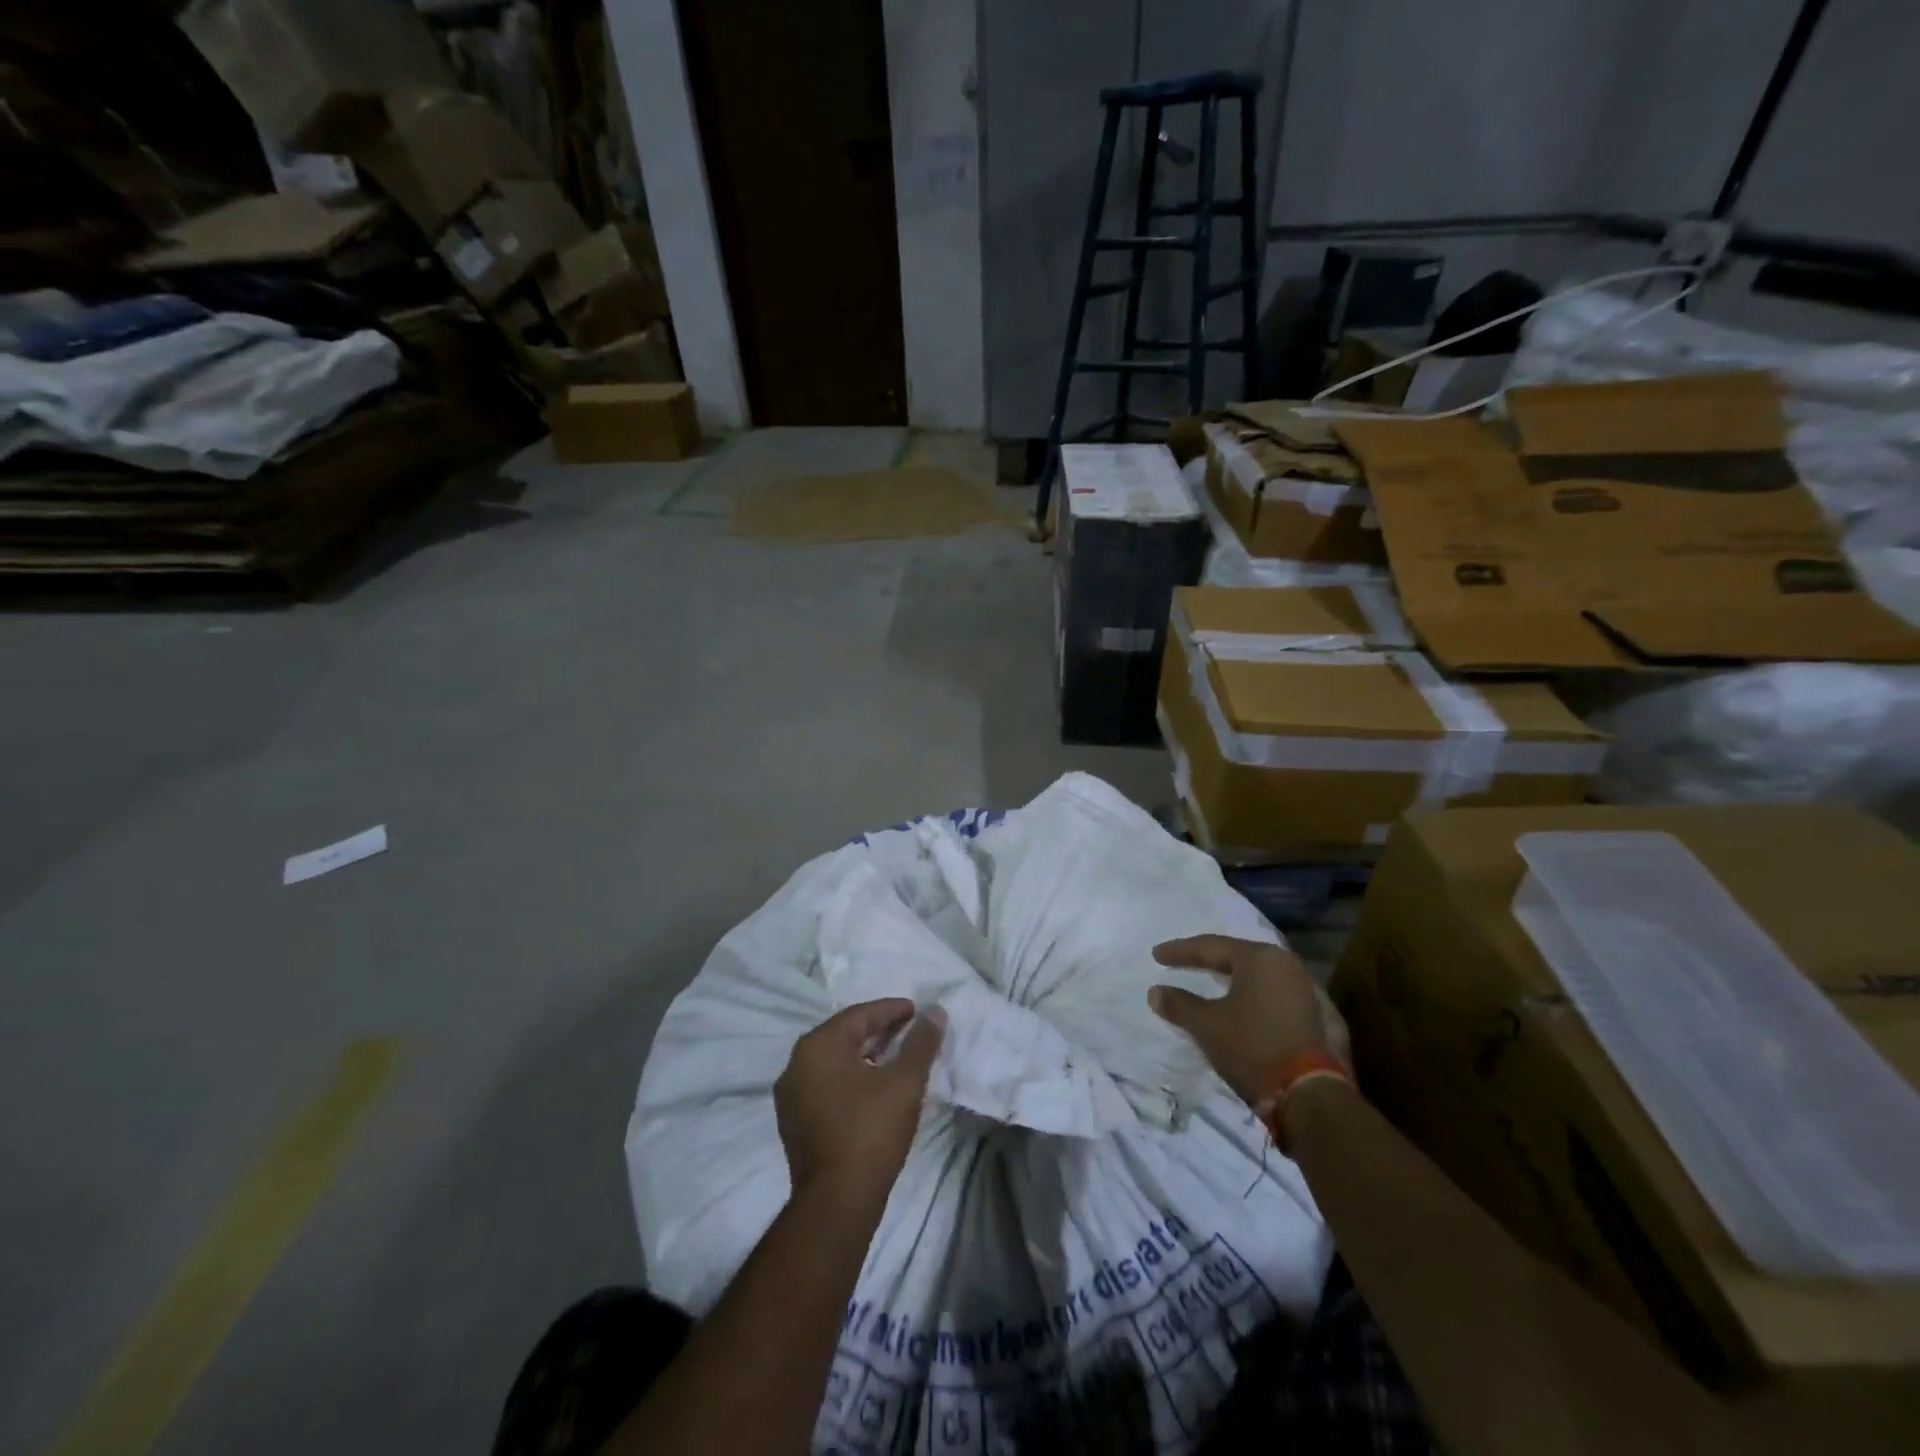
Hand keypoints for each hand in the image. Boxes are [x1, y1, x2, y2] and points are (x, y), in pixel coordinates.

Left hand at [775, 999, 943, 1211]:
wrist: (837, 1202)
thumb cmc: (871, 1132)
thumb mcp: (905, 1082)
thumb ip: (921, 1043)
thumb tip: (935, 1012)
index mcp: (818, 1045)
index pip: (860, 1015)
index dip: (891, 1010)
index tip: (916, 1010)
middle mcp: (797, 1063)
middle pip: (844, 1035)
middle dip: (878, 1030)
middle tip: (909, 1030)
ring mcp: (791, 1094)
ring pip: (834, 1060)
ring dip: (864, 1053)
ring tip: (895, 1056)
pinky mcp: (794, 1120)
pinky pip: (826, 1083)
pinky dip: (850, 1076)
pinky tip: (873, 1085)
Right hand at [1149, 935, 1335, 1109]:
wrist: (1310, 1095)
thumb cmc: (1253, 1047)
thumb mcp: (1207, 1025)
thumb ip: (1179, 1004)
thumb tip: (1155, 992)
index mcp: (1260, 958)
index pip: (1211, 947)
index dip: (1181, 951)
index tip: (1156, 955)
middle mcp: (1286, 964)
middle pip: (1238, 956)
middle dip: (1208, 960)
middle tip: (1183, 962)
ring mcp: (1306, 990)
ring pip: (1258, 975)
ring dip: (1232, 978)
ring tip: (1211, 980)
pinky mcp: (1317, 1015)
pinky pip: (1273, 994)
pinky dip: (1252, 995)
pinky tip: (1242, 1003)